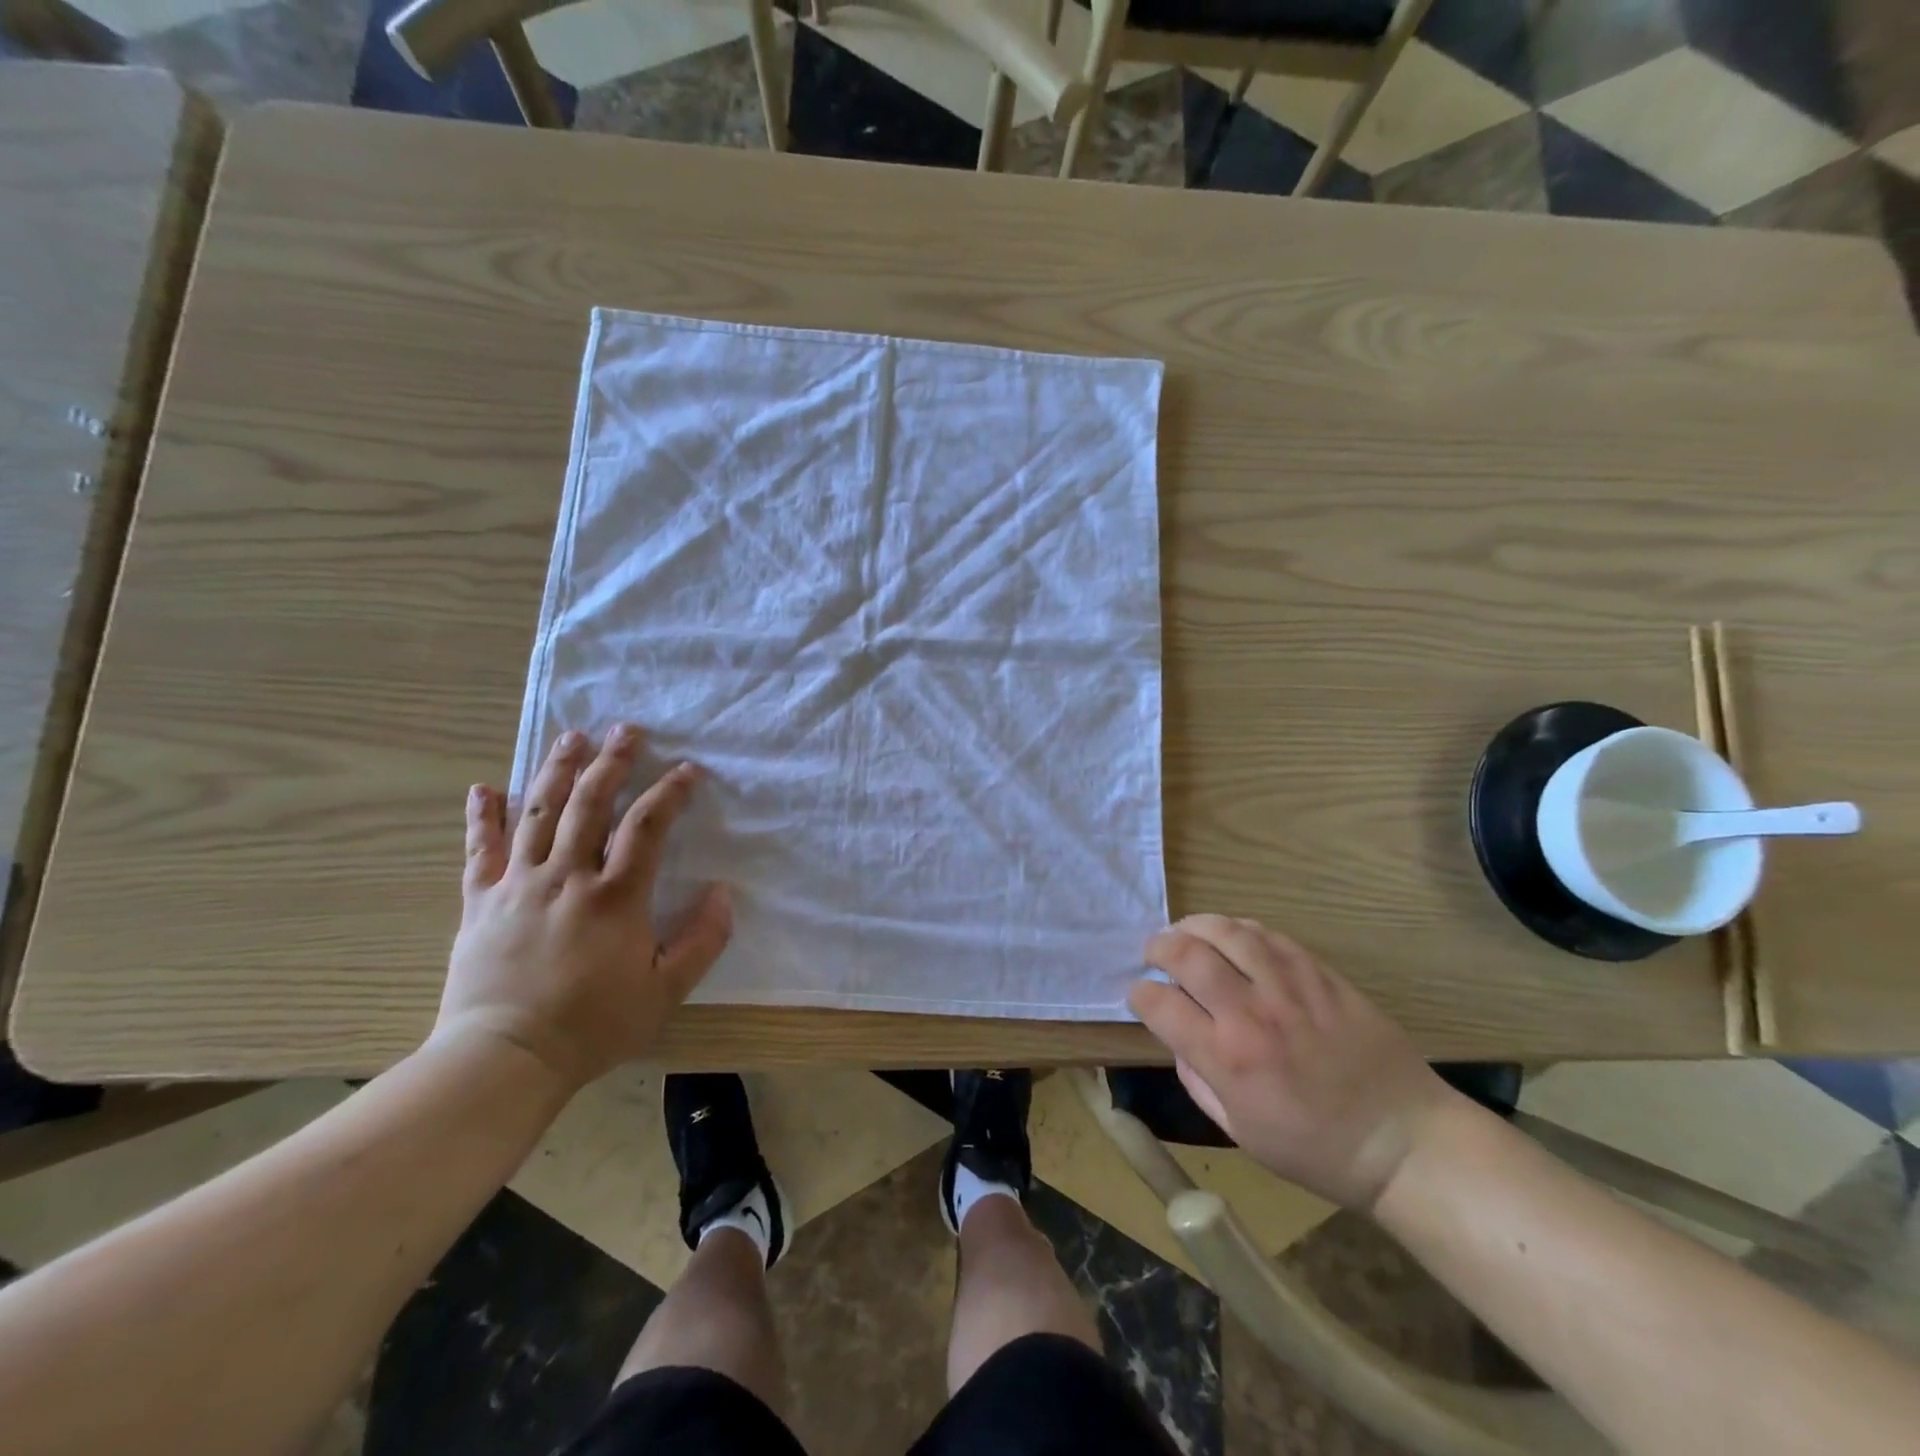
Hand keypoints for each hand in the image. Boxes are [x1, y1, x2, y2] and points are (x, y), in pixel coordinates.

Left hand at [436, 724, 731, 1089]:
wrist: (504, 1058)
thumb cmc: (593, 1024)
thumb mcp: (666, 991)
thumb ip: (703, 940)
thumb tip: (723, 891)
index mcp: (615, 896)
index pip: (647, 827)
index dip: (670, 792)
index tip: (687, 769)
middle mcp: (567, 877)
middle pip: (590, 805)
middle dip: (611, 762)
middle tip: (626, 729)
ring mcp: (518, 885)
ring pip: (538, 814)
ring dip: (557, 771)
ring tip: (572, 737)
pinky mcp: (480, 901)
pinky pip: (480, 851)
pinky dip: (482, 817)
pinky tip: (484, 788)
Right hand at [1129, 916, 1458, 1210]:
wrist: (1403, 1141)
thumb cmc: (1317, 1150)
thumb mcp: (1240, 1132)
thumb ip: (1198, 1081)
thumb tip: (1179, 1038)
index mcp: (1227, 1060)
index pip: (1160, 1005)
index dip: (1139, 994)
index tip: (1140, 995)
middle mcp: (1252, 1014)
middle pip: (1187, 955)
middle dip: (1158, 948)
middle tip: (1154, 953)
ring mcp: (1289, 989)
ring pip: (1228, 933)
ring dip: (1195, 926)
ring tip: (1185, 933)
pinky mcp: (1321, 976)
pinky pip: (1271, 936)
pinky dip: (1240, 929)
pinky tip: (1231, 936)